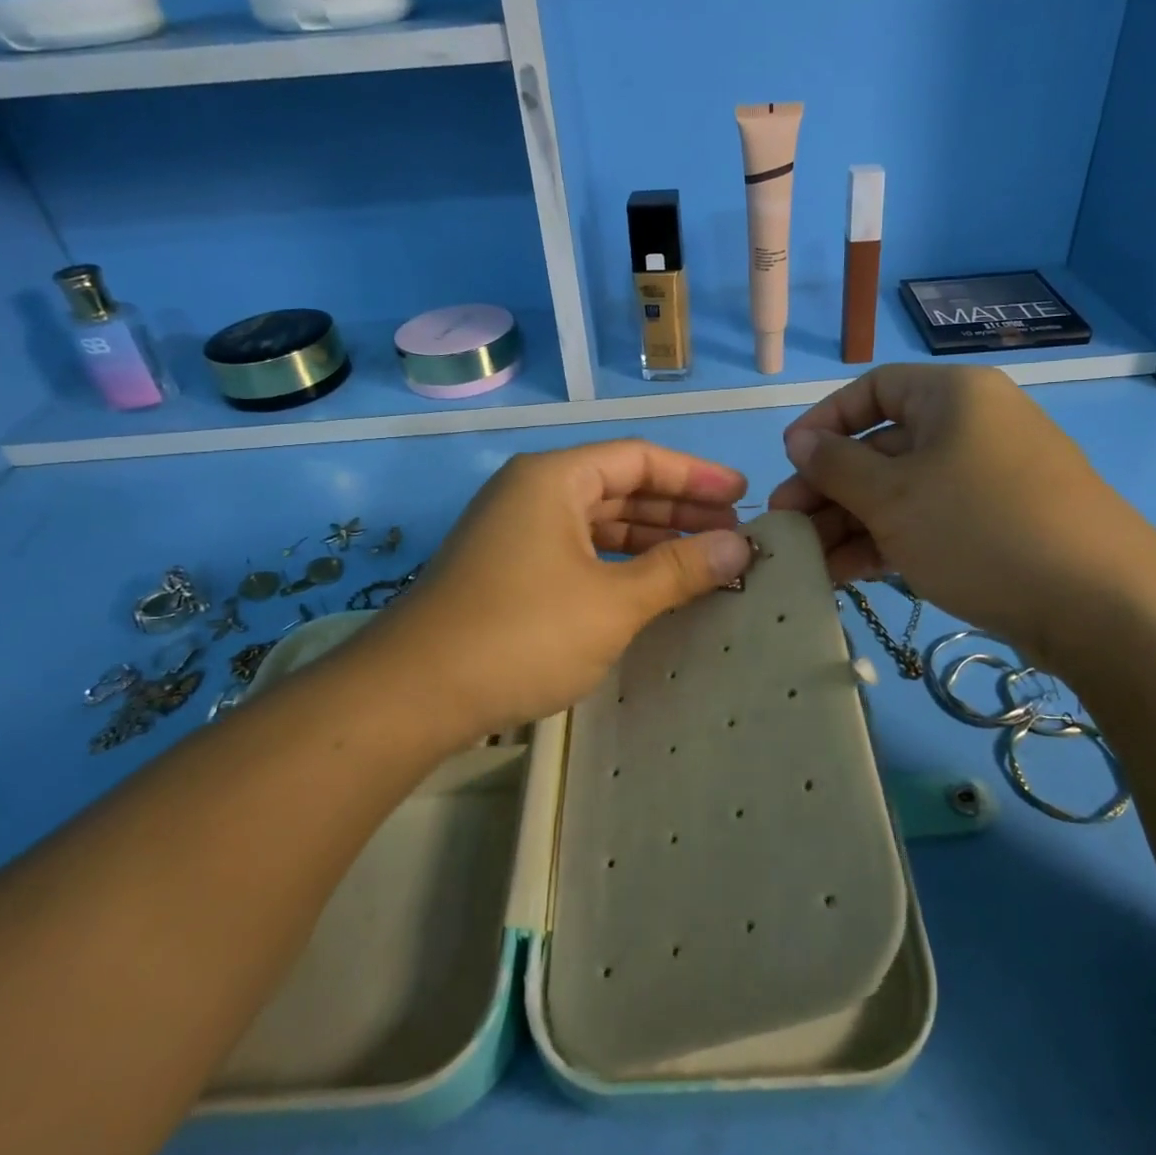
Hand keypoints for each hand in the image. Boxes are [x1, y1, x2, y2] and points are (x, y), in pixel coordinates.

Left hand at [368, 440, 752, 740]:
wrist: (413, 696)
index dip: (696, 475)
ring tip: (703, 558)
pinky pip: (578, 551)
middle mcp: (533, 492)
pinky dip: (618, 562)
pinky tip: (651, 584)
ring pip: (599, 521)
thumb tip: (739, 546)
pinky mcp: (508, 569)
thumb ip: (679, 569)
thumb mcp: (613, 603)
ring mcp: (516, 532)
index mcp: (554, 478)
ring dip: (651, 537)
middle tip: (731, 532)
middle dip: (678, 508)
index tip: (742, 495)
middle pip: (620, 486)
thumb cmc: (521, 634)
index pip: (640, 458)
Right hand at [768, 364, 1155, 669]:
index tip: (790, 460)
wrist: (1102, 607)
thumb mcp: (892, 496)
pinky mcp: (1000, 526)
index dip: (824, 422)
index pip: (873, 390)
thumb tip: (800, 440)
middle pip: (882, 448)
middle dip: (828, 489)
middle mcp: (973, 427)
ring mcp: (989, 480)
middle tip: (786, 527)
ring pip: (903, 492)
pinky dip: (888, 543)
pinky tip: (848, 575)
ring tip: (809, 563)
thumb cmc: (980, 528)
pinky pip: (930, 521)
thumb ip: (835, 466)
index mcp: (952, 396)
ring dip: (851, 524)